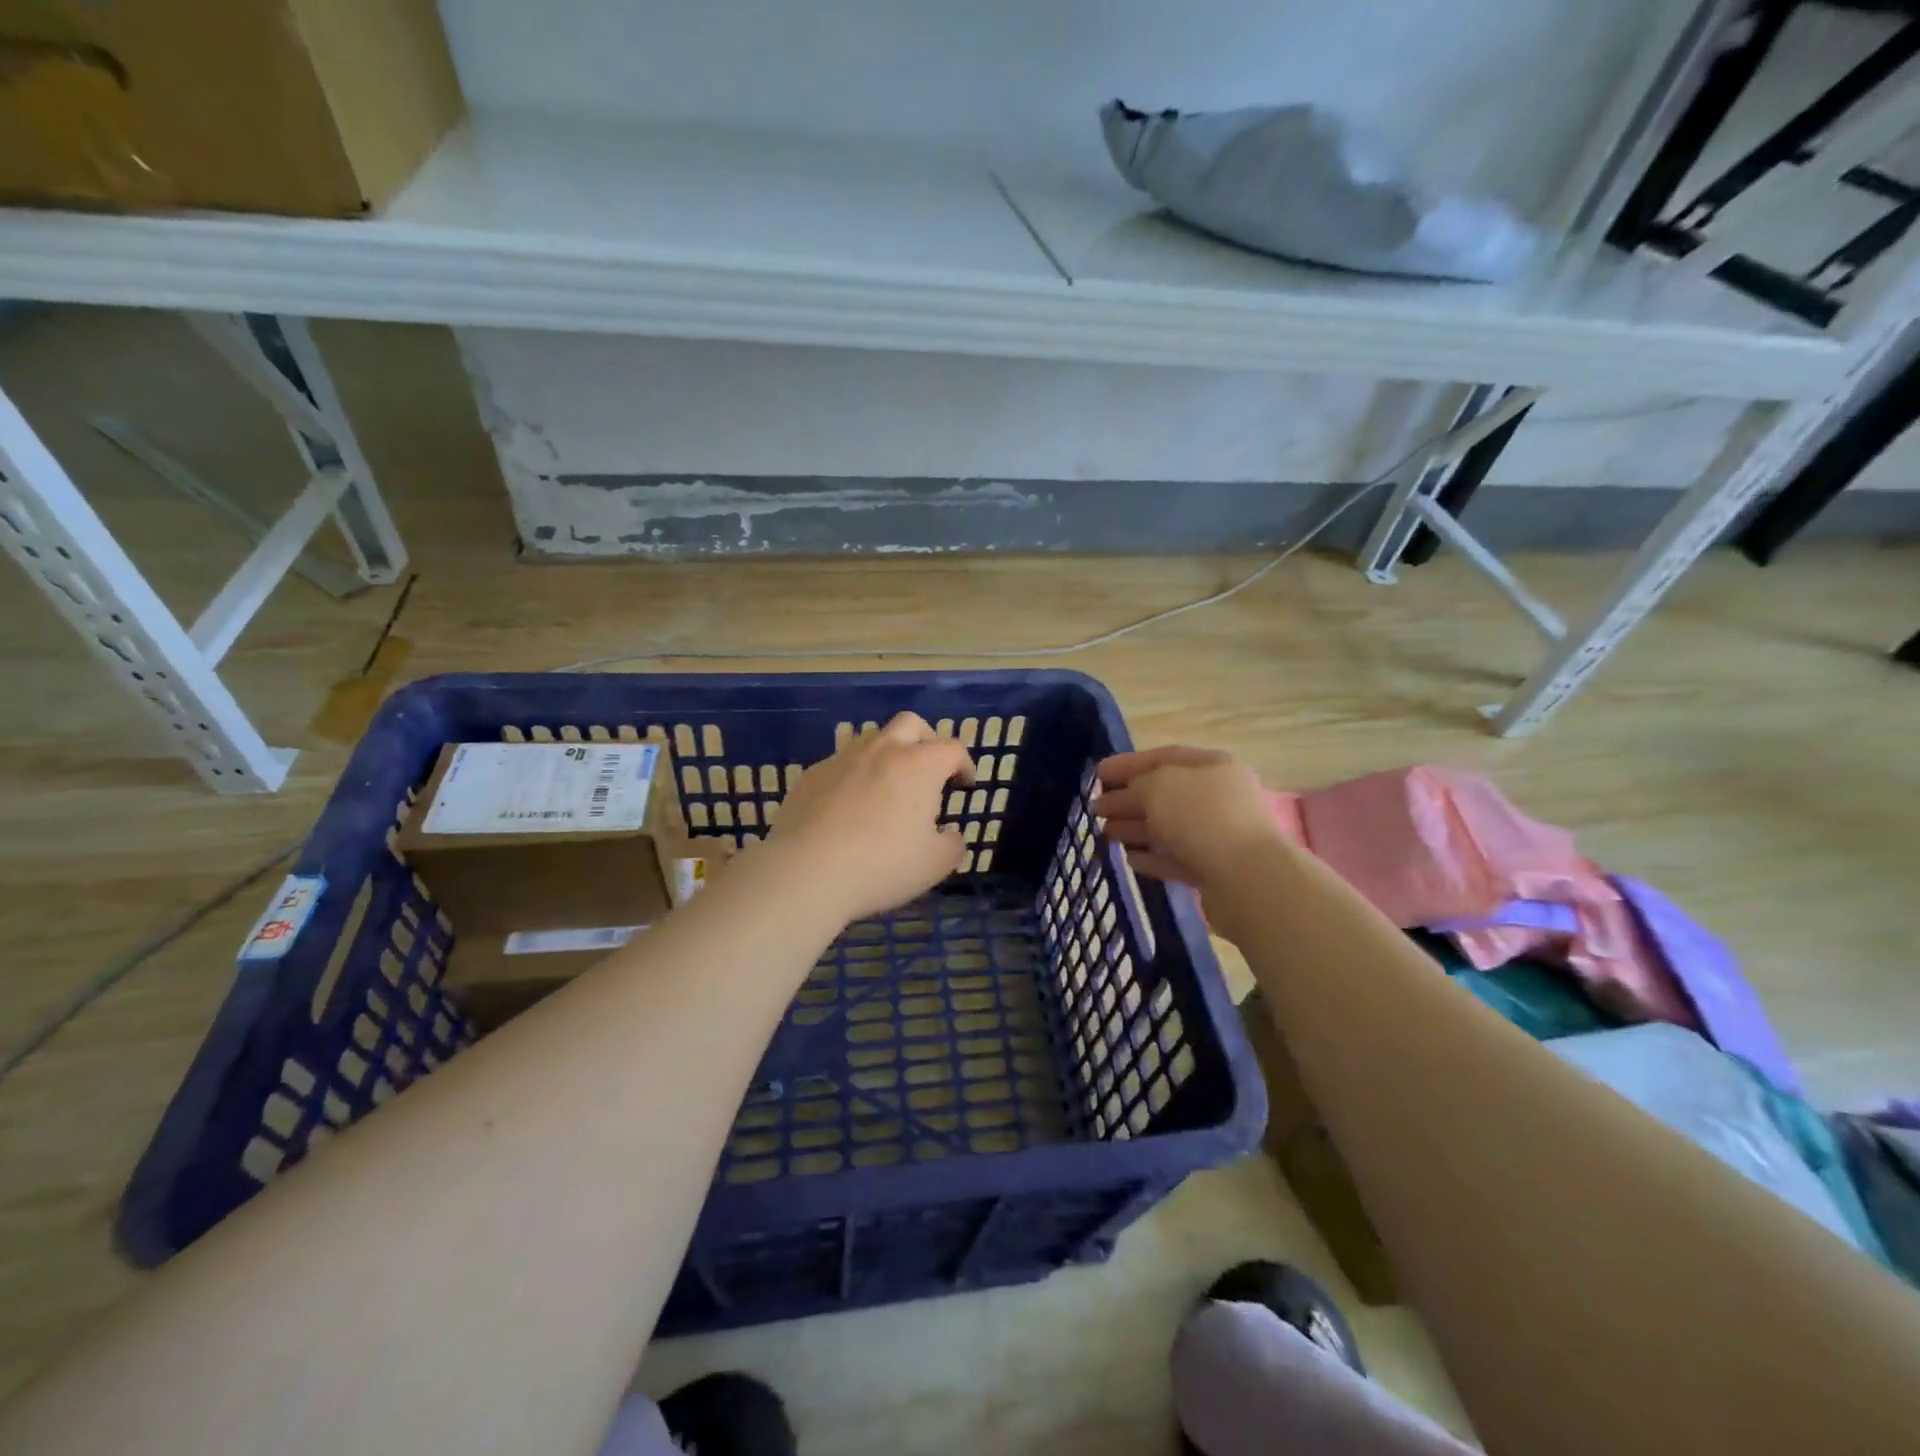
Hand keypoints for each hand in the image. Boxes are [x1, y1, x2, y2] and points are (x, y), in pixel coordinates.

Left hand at [768, 711, 975, 922]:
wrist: (805, 871)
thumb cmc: (881, 865)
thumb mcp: (934, 865)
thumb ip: (952, 845)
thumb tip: (951, 835)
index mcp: (919, 765)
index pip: (952, 749)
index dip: (964, 764)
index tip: (964, 785)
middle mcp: (882, 751)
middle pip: (911, 724)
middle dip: (926, 740)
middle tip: (929, 770)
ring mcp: (843, 759)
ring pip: (872, 739)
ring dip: (888, 754)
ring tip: (888, 787)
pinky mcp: (812, 775)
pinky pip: (841, 764)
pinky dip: (854, 776)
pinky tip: (849, 807)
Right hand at [1095, 747, 1283, 892]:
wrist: (1247, 878)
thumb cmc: (1202, 817)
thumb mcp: (1159, 786)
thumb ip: (1137, 784)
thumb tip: (1128, 793)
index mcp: (1213, 766)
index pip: (1164, 757)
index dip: (1128, 763)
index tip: (1097, 773)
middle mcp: (1219, 797)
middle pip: (1165, 794)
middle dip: (1128, 799)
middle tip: (1095, 808)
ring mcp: (1220, 835)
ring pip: (1169, 828)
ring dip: (1135, 828)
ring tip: (1104, 833)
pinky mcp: (1215, 871)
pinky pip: (1177, 859)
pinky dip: (1152, 857)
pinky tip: (1129, 858)